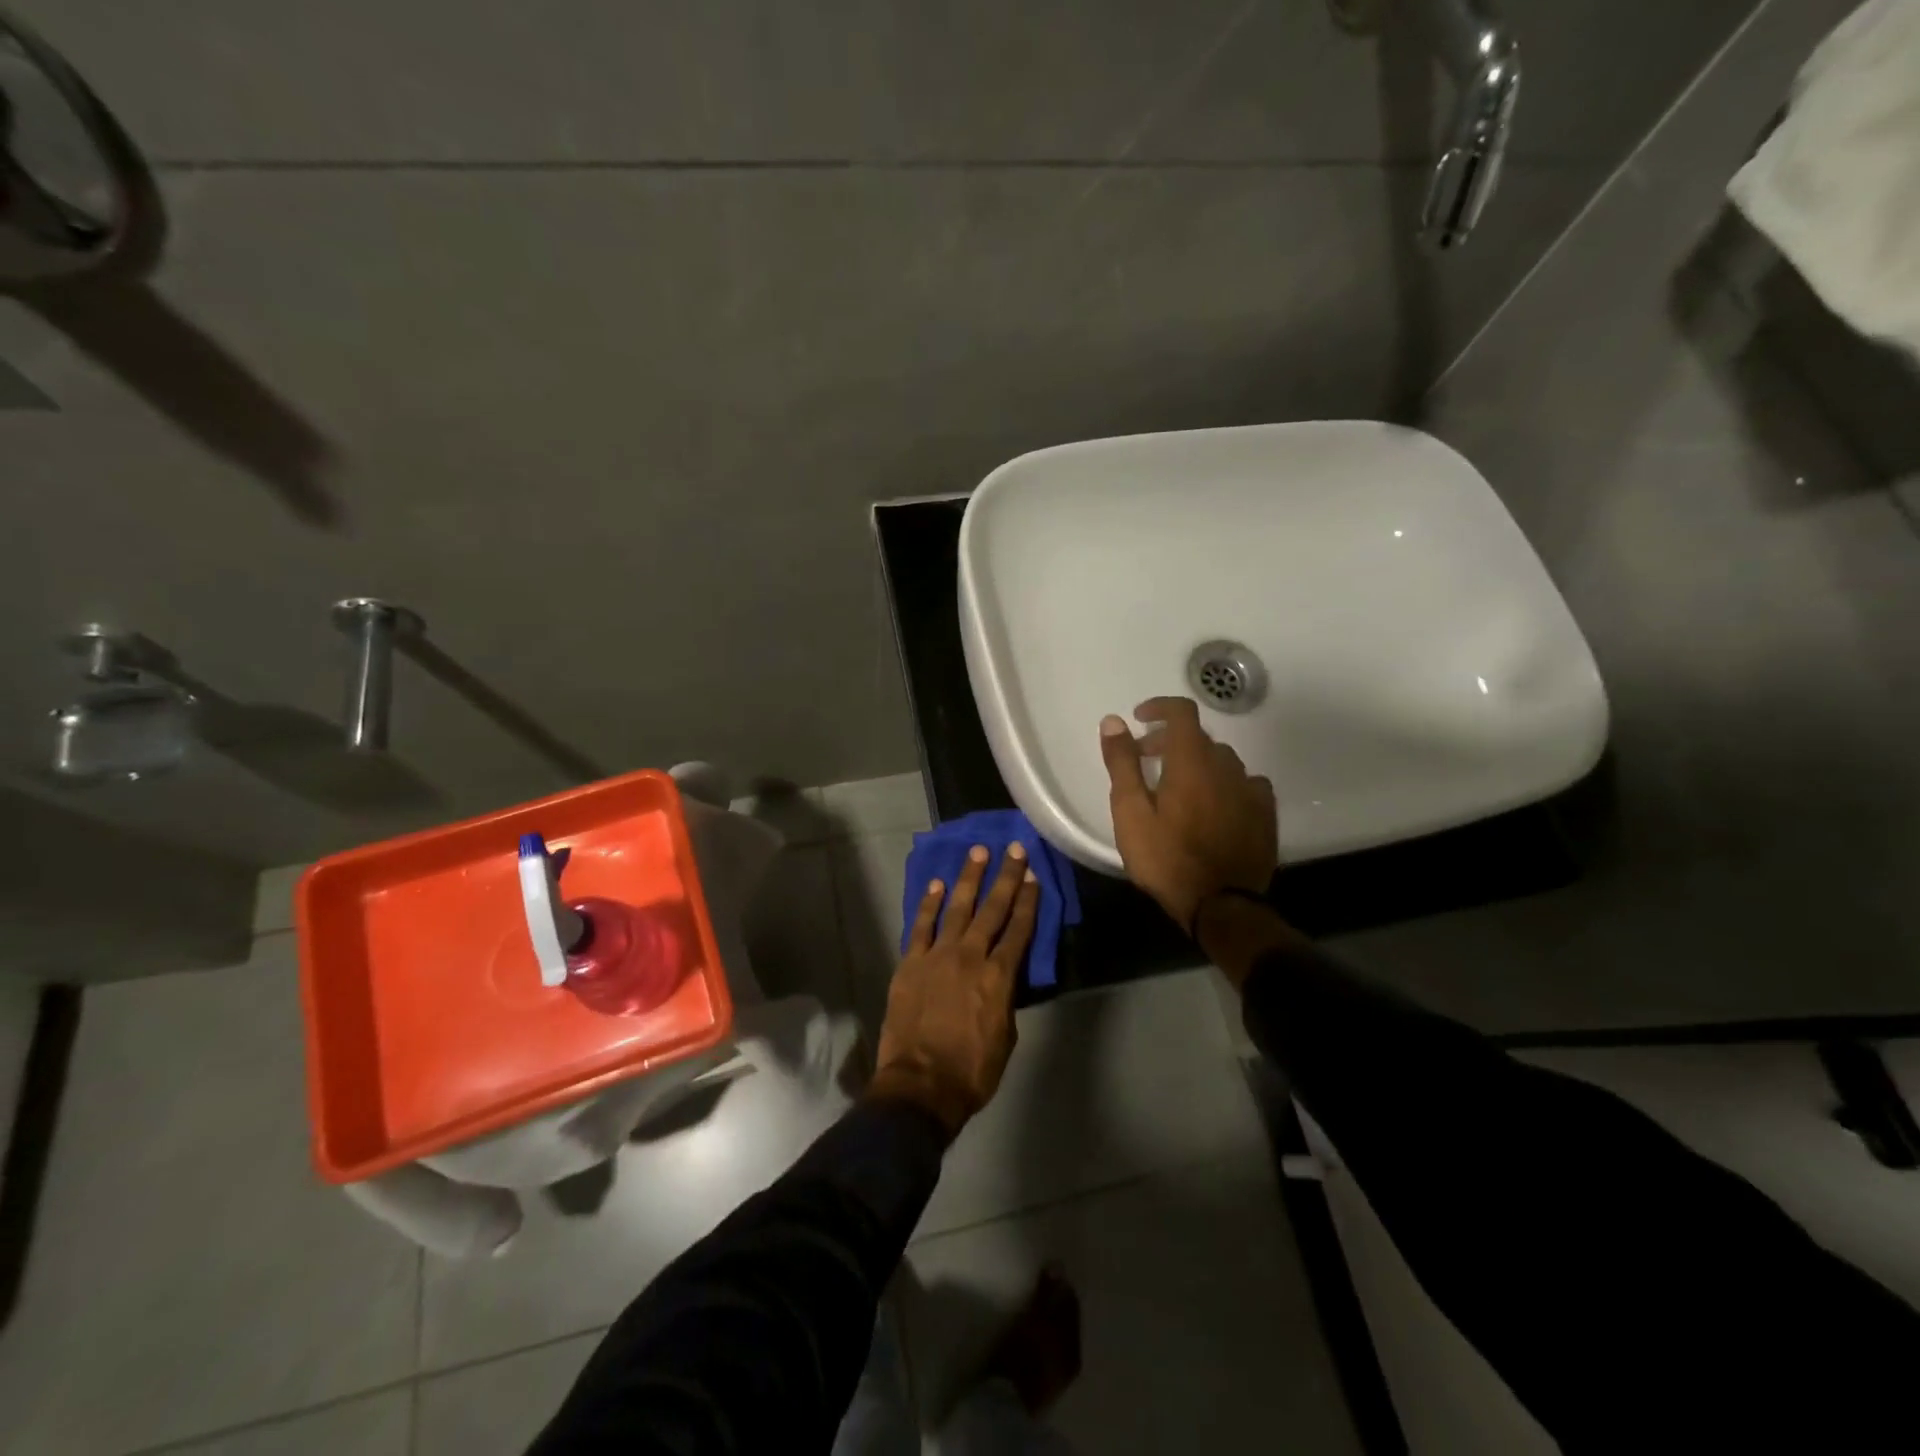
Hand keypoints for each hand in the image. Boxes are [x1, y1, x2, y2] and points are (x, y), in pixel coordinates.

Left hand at [869, 843, 1040, 1136]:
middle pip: (992, 909)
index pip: (1020, 930)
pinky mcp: (910, 963)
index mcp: (999, 977)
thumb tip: (1002, 979)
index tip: (1034, 876)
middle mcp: (970, 956)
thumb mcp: (1005, 1036)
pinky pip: (921, 926)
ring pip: (957, 907)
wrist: (921, 1085)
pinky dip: (930, 903)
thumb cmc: (972, 1070)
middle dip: (1006, 877)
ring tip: (978, 852)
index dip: (1029, 902)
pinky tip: (937, 883)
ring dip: (969, 878)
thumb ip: (1005, 999)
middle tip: (1015, 849)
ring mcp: (937, 956)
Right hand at [1100, 696, 1277, 928]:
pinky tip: (1215, 804)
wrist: (1221, 906)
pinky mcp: (1264, 814)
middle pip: (1198, 738)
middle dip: (1169, 741)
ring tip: (1176, 787)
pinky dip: (1224, 783)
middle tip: (1145, 760)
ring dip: (1197, 762)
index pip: (1182, 712)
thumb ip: (1123, 764)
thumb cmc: (1167, 859)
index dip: (1159, 707)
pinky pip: (1245, 783)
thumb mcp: (1131, 813)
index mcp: (1191, 762)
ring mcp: (1250, 790)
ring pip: (1221, 760)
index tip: (1139, 719)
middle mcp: (1226, 766)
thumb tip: (1114, 721)